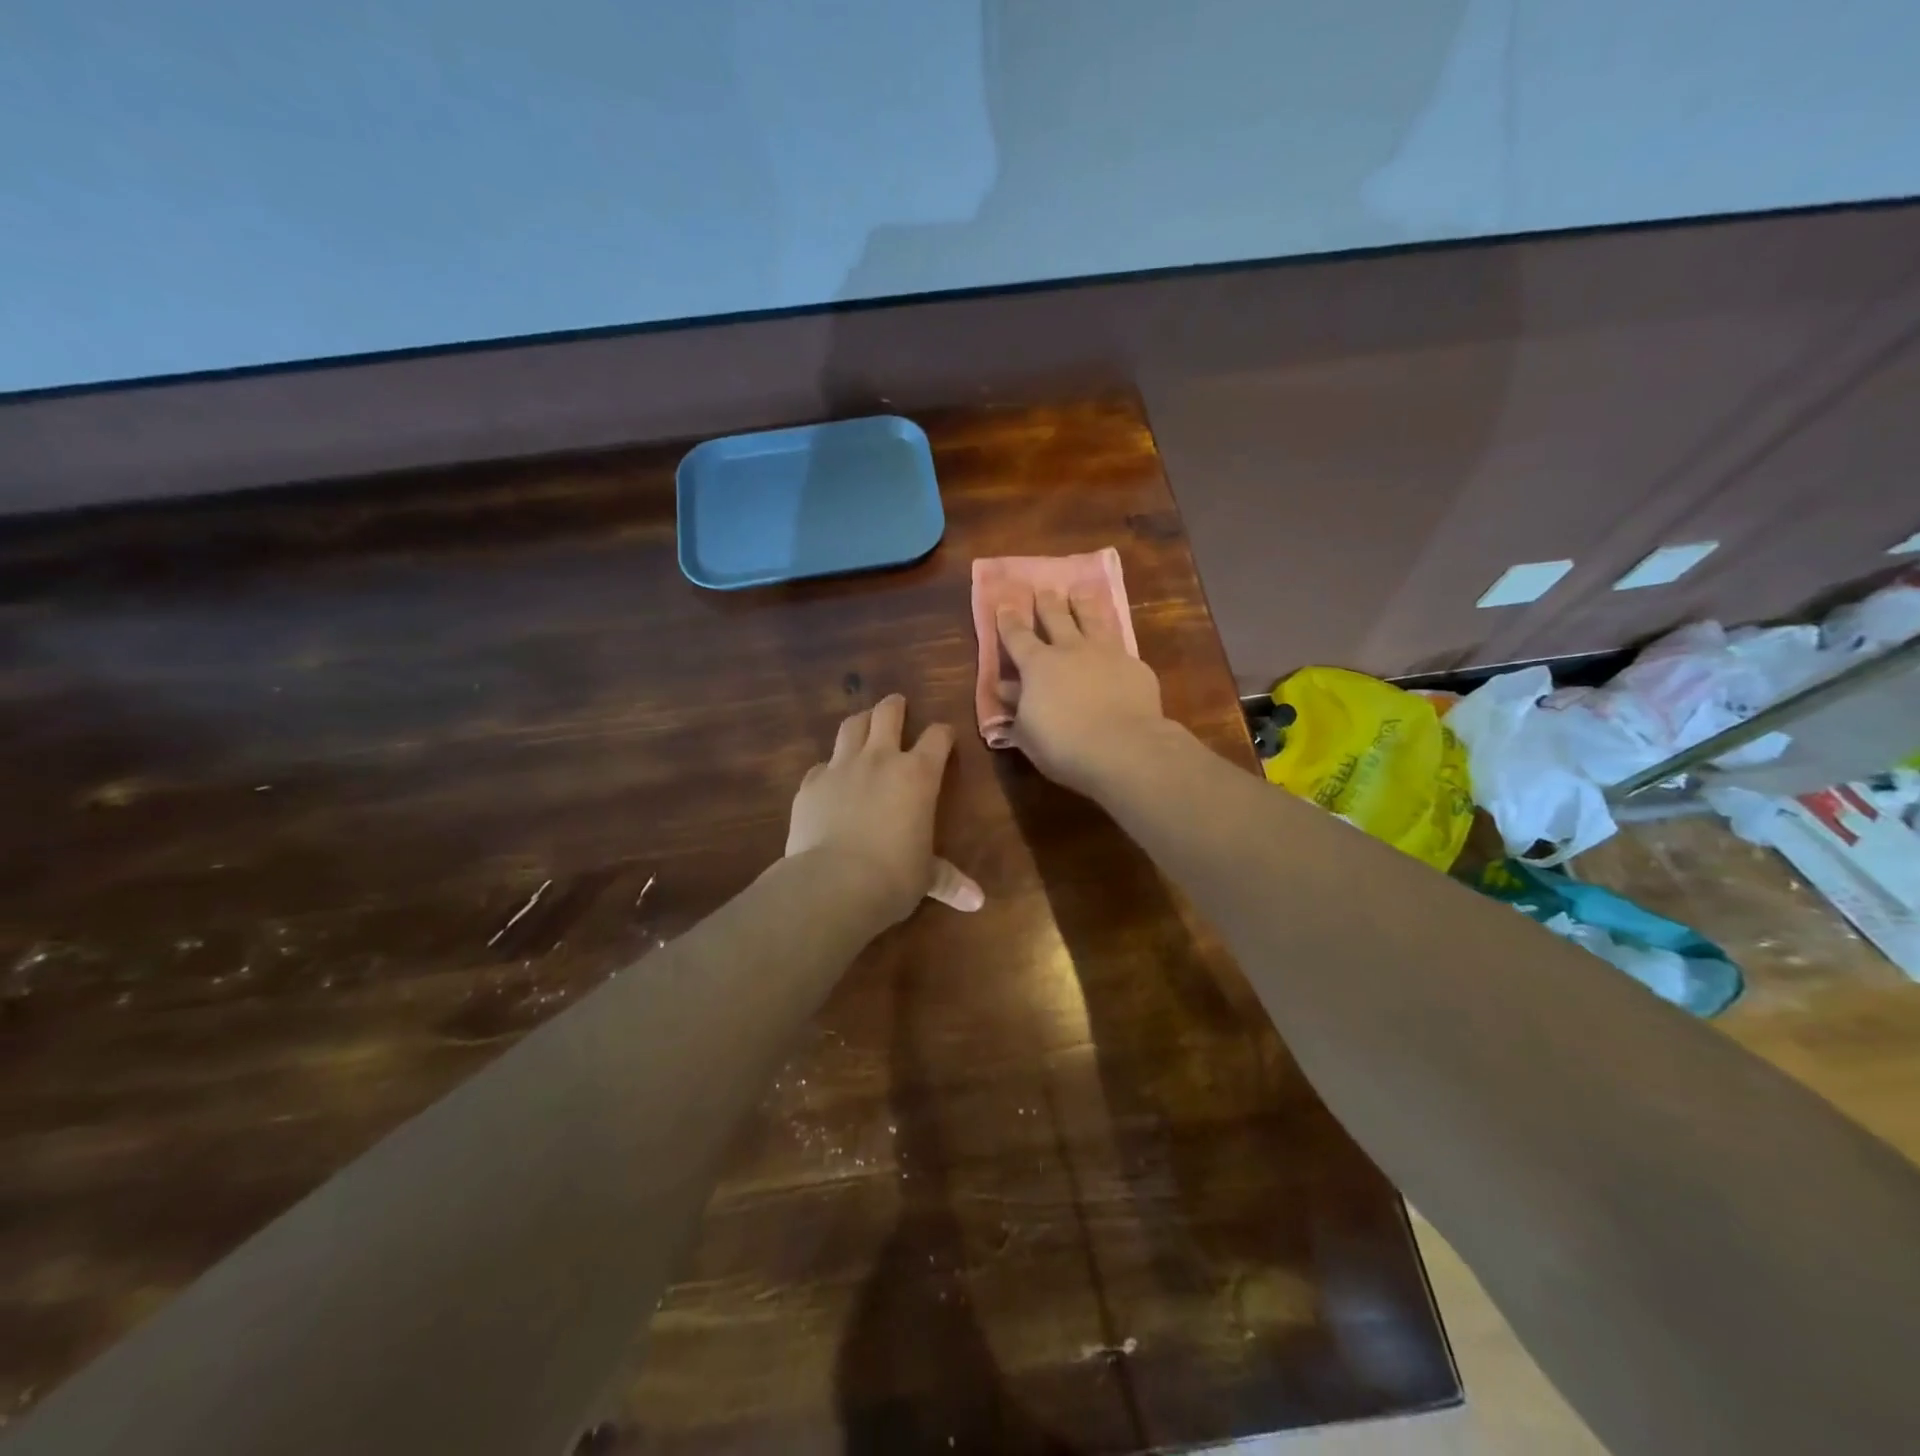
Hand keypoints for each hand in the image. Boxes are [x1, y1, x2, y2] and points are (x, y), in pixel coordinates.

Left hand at [786, 694, 983, 925]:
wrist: (833, 884)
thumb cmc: (893, 877)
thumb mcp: (926, 878)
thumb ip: (948, 880)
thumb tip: (978, 901)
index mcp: (918, 775)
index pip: (937, 738)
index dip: (943, 733)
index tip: (945, 736)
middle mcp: (880, 760)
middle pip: (887, 715)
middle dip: (894, 706)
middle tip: (897, 704)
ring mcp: (840, 767)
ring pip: (851, 727)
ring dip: (860, 721)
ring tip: (863, 723)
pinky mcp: (810, 784)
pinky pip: (821, 765)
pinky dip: (829, 767)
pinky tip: (829, 778)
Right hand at [997, 587, 1169, 795]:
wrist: (1125, 748)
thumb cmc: (1064, 745)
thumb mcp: (1028, 731)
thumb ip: (1017, 705)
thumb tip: (1006, 687)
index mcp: (1037, 665)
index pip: (1017, 636)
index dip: (1009, 620)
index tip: (1005, 604)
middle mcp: (1071, 649)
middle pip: (1057, 617)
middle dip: (1047, 602)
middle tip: (1044, 589)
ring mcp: (1107, 654)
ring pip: (1093, 619)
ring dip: (1083, 604)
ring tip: (1080, 591)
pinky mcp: (1135, 666)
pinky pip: (1120, 646)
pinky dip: (1113, 640)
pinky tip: (1115, 643)